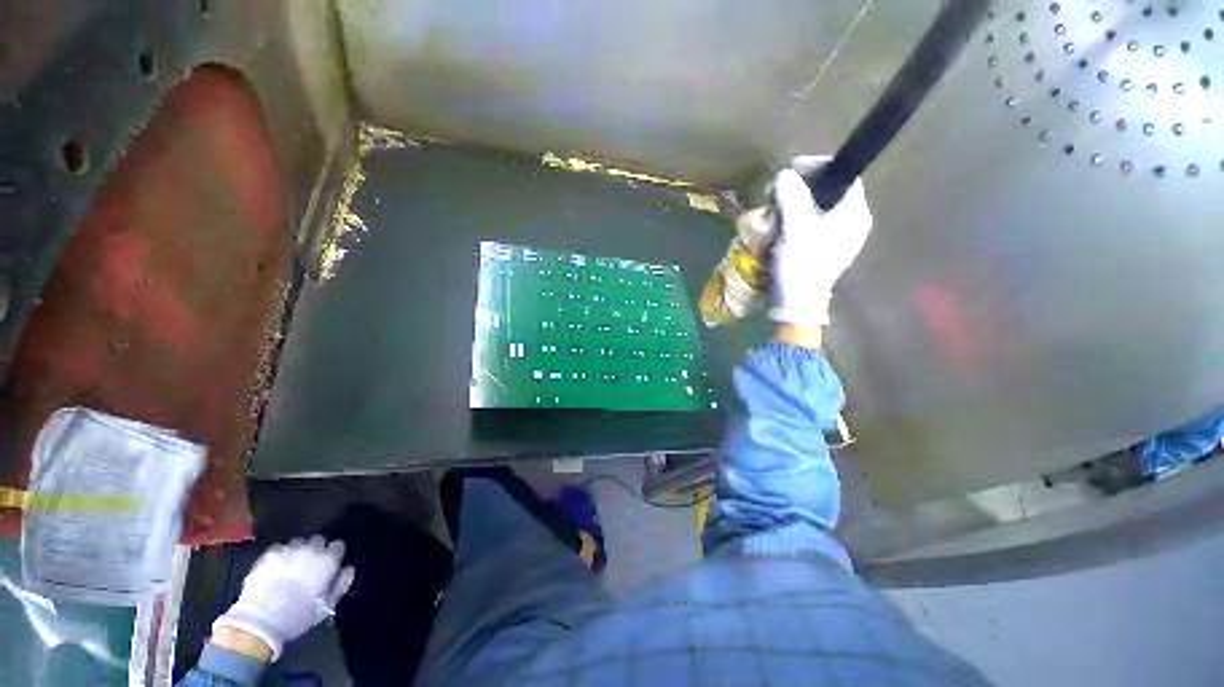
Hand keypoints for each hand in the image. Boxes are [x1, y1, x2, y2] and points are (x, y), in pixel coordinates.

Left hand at [212, 536, 353, 660]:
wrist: (262, 618)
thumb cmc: (299, 614)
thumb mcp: (327, 605)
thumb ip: (341, 584)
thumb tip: (349, 569)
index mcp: (328, 560)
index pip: (338, 545)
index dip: (334, 554)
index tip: (330, 563)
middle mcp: (311, 549)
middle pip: (318, 540)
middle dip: (316, 549)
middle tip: (310, 564)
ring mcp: (289, 550)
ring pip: (298, 543)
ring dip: (298, 551)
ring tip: (292, 565)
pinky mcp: (269, 555)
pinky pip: (279, 549)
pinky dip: (280, 555)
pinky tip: (276, 567)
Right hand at [768, 156, 872, 332]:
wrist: (796, 304)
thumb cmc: (800, 265)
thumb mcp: (795, 228)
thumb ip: (792, 197)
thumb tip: (785, 174)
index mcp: (854, 214)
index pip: (844, 176)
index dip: (819, 167)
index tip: (792, 170)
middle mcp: (853, 223)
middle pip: (830, 191)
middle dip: (803, 187)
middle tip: (779, 191)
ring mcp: (839, 239)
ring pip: (819, 208)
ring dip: (796, 204)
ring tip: (776, 209)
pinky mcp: (825, 251)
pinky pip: (813, 224)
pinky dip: (796, 220)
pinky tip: (781, 226)